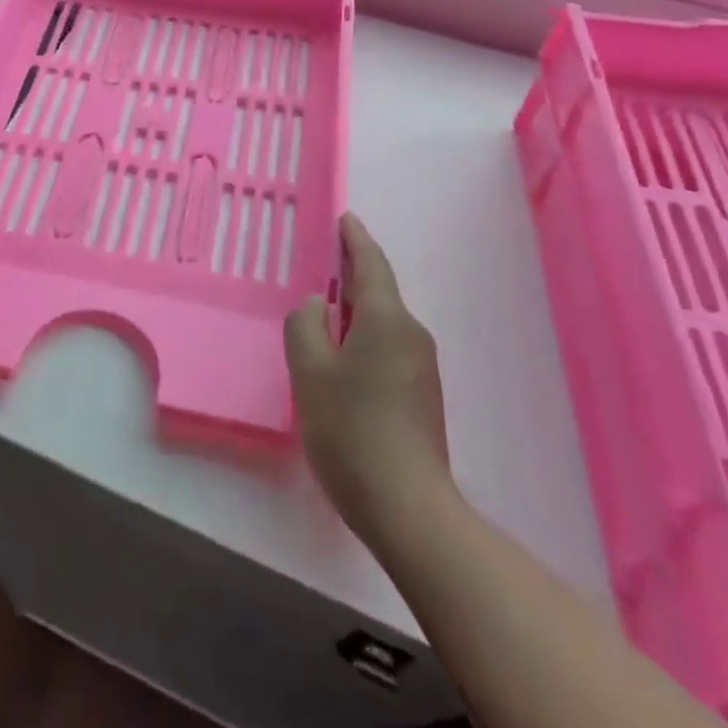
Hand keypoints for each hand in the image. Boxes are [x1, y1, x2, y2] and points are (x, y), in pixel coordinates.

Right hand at [286, 212, 454, 546]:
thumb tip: (316, 307)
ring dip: (354, 310)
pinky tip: (342, 358)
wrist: (409, 509)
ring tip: (323, 312)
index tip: (345, 218)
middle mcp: (411, 334)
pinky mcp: (422, 396)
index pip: (371, 264)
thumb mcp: (310, 371)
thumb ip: (305, 326)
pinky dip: (363, 337)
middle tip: (321, 262)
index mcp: (386, 319)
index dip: (355, 239)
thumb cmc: (352, 430)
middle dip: (351, 274)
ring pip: (383, 322)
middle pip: (378, 291)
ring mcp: (422, 367)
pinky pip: (388, 347)